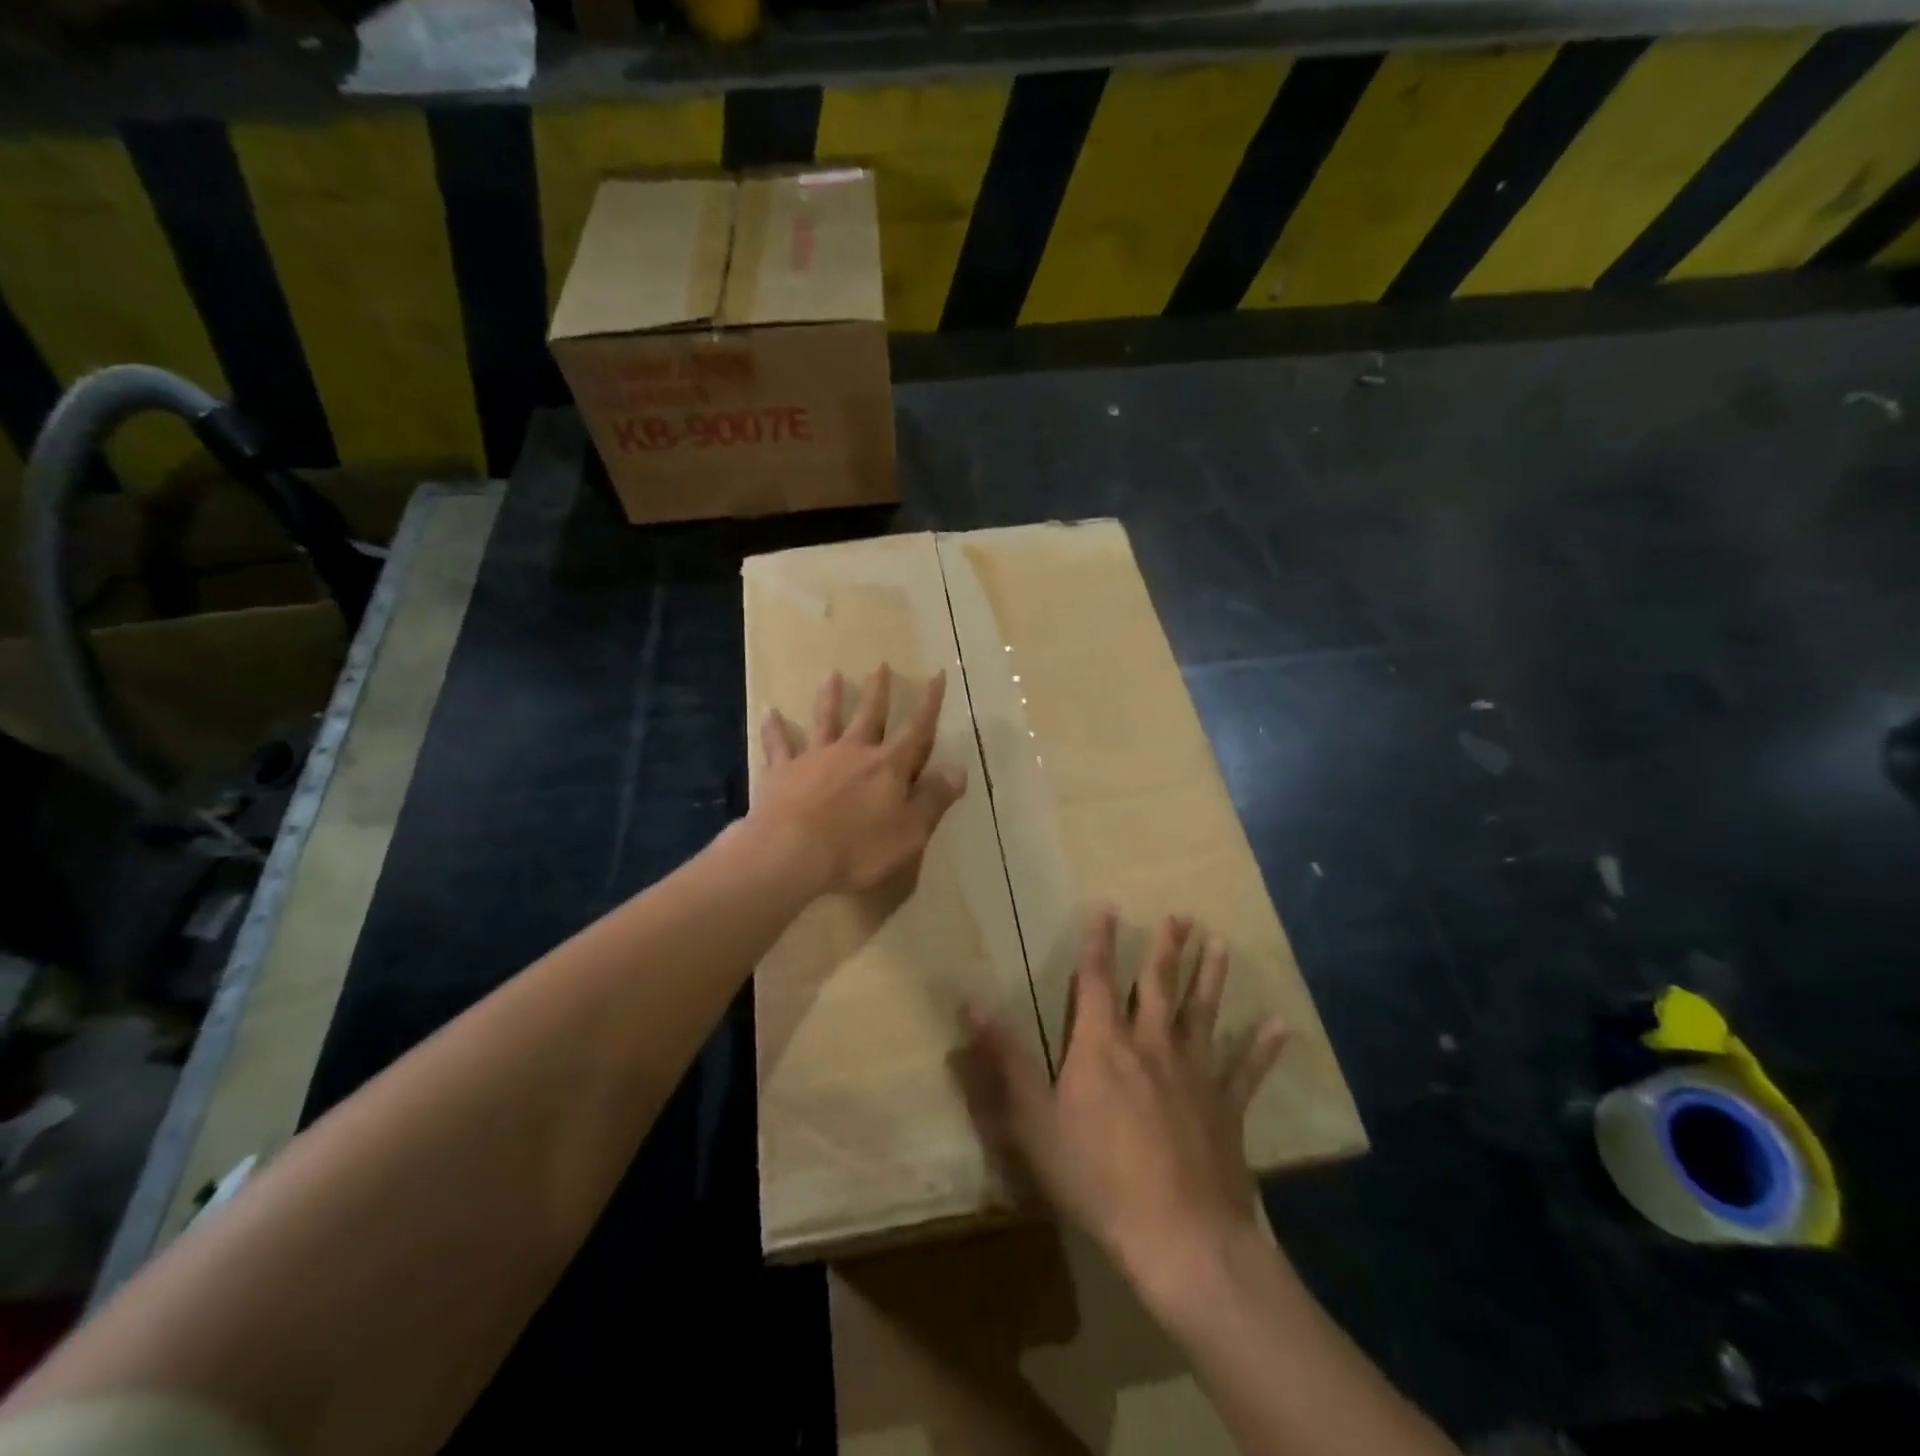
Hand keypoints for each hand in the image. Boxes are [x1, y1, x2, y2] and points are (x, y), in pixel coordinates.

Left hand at [752, 665, 967, 896]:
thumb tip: (959, 769)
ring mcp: (815, 759)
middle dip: (879, 692)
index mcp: (888, 767)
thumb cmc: (859, 850)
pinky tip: (769, 712)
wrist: (792, 855)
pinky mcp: (783, 773)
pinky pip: (778, 746)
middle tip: (881, 665)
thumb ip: (934, 799)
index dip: (930, 704)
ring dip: (830, 698)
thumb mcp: (911, 832)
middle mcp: (853, 753)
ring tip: (833, 675)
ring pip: (825, 721)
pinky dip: (774, 729)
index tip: (937, 674)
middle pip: (870, 716)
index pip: (917, 731)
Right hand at [961, 909, 1287, 1308]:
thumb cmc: (1097, 1178)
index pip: (1097, 980)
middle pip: (1160, 987)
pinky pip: (1247, 1071)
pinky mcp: (1227, 1109)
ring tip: (1220, 943)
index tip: (1108, 907)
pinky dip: (1262, 1049)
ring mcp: (1195, 1075)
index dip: (1099, 942)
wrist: (1179, 1238)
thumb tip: (970, 1001)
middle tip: (1182, 915)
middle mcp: (1152, 1045)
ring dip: (1211, 977)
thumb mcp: (1034, 1120)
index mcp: (1104, 1045)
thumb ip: (1006, 1059)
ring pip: (1204, 1014)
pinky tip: (1279, 1026)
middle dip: (1167, 949)